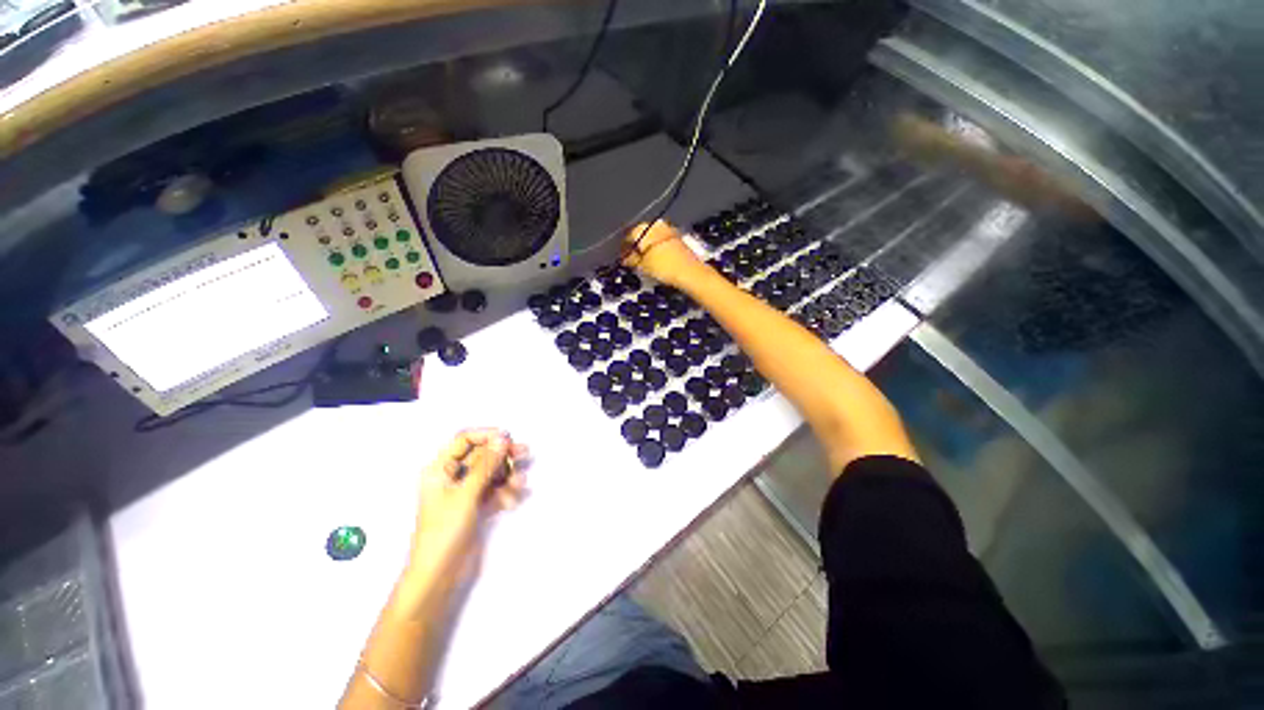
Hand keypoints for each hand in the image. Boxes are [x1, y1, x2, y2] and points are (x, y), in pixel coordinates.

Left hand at [406, 429, 528, 587]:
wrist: (439, 576)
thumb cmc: (444, 531)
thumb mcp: (465, 494)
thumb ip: (485, 465)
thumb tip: (502, 439)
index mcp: (440, 469)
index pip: (464, 440)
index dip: (486, 436)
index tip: (507, 438)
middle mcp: (453, 477)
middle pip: (482, 455)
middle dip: (503, 455)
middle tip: (525, 452)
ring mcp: (466, 492)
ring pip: (492, 472)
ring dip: (507, 475)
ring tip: (520, 482)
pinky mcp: (477, 506)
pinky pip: (495, 489)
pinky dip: (506, 491)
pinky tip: (512, 500)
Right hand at [621, 220, 708, 288]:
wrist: (689, 271)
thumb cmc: (662, 267)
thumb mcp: (641, 266)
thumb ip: (630, 260)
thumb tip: (625, 258)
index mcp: (643, 229)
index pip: (628, 236)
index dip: (623, 248)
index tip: (622, 258)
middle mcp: (656, 225)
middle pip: (641, 235)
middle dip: (636, 246)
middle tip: (633, 260)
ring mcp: (668, 229)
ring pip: (653, 237)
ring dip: (648, 247)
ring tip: (645, 261)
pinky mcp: (678, 237)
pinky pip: (662, 241)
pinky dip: (658, 248)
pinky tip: (657, 259)